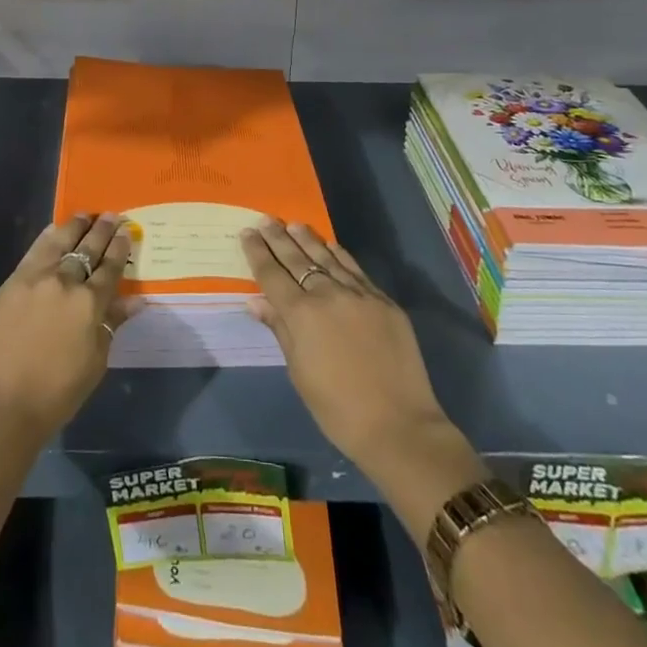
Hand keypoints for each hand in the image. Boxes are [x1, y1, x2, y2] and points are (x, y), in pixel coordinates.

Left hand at [0, 213, 135, 443]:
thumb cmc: (56, 394)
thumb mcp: (95, 362)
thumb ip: (111, 325)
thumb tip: (134, 300)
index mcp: (90, 303)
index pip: (111, 267)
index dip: (120, 247)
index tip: (126, 230)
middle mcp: (64, 281)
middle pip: (87, 248)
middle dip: (102, 230)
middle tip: (111, 216)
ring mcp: (34, 278)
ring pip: (59, 241)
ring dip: (75, 226)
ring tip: (84, 215)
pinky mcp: (10, 283)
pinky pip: (33, 251)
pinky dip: (48, 237)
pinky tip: (54, 230)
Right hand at [241, 219, 469, 476]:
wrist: (399, 426)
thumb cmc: (338, 409)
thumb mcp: (299, 373)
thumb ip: (280, 330)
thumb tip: (256, 302)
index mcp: (301, 315)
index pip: (272, 275)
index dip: (257, 253)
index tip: (247, 233)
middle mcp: (328, 295)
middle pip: (297, 259)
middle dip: (278, 238)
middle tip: (265, 220)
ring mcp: (359, 294)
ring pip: (327, 258)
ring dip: (308, 239)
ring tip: (294, 224)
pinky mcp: (384, 301)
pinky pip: (355, 269)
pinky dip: (339, 255)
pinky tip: (331, 246)